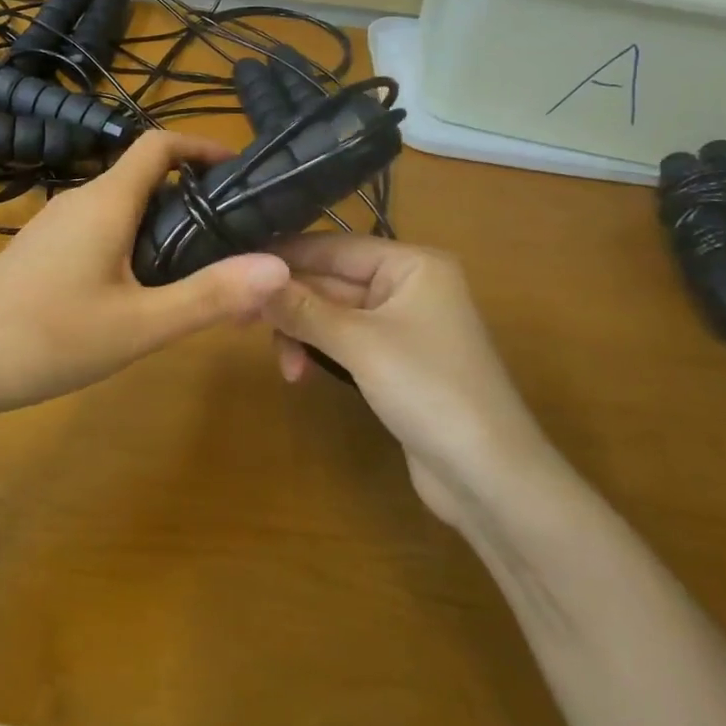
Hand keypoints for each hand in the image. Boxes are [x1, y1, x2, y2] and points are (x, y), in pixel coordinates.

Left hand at [0, 131, 290, 417]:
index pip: (159, 144)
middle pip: (146, 177)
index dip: (203, 146)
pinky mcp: (42, 252)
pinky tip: (141, 294)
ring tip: (198, 271)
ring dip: (163, 226)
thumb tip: (279, 266)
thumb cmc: (47, 337)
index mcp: (106, 201)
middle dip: (193, 198)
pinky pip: (100, 232)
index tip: (242, 173)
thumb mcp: (138, 325)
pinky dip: (133, 245)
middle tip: (234, 238)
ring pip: (122, 208)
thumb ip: (209, 296)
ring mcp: (55, 226)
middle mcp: (80, 201)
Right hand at [262, 236, 556, 526]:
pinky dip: (318, 350)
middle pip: (330, 280)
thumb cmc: (430, 391)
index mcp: (411, 264)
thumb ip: (303, 308)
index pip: (333, 246)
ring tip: (284, 366)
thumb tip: (249, 277)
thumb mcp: (360, 344)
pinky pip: (343, 340)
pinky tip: (299, 372)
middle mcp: (406, 286)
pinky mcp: (393, 361)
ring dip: (301, 332)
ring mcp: (401, 325)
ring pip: (331, 313)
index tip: (234, 266)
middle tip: (241, 320)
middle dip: (289, 303)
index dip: (283, 256)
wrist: (491, 479)